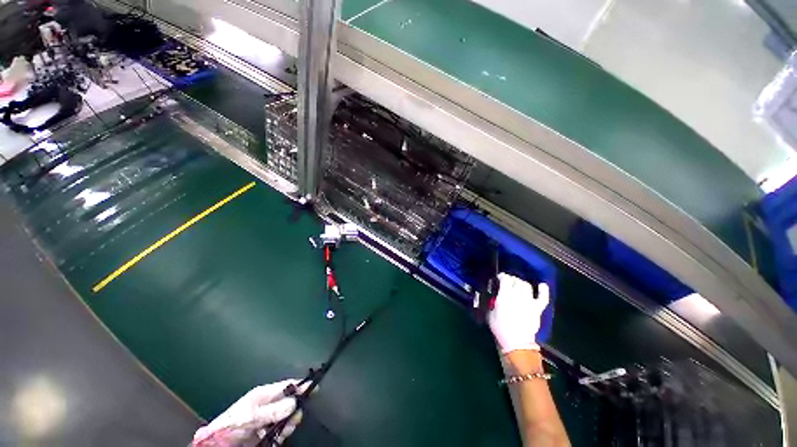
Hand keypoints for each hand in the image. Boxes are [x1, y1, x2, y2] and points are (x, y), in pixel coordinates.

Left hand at [192, 379, 308, 446]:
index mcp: (264, 394)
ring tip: (285, 430)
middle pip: (289, 401)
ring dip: (289, 423)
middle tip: (296, 418)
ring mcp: (267, 419)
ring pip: (287, 417)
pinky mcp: (266, 432)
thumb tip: (295, 401)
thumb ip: (272, 409)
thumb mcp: (252, 414)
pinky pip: (281, 430)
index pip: (287, 385)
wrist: (218, 444)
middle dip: (295, 408)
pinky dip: (283, 432)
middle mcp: (268, 405)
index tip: (315, 386)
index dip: (300, 385)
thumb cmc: (233, 423)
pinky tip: (280, 436)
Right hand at [488, 273, 549, 353]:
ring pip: (527, 286)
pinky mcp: (537, 308)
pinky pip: (543, 297)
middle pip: (516, 281)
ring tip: (519, 286)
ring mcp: (529, 302)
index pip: (505, 279)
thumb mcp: (490, 312)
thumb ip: (493, 301)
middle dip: (512, 279)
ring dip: (522, 284)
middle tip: (508, 283)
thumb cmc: (500, 327)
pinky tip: (541, 285)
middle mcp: (517, 295)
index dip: (502, 276)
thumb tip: (495, 296)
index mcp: (504, 296)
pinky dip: (543, 290)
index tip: (500, 278)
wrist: (516, 342)